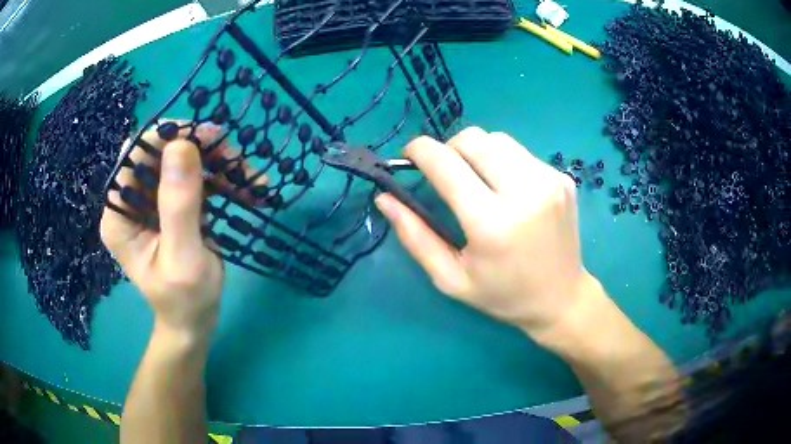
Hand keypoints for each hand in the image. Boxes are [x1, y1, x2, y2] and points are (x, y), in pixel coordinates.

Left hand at [100, 123, 263, 337]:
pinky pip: (196, 178)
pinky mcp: (173, 205)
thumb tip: (181, 144)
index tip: (207, 137)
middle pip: (160, 154)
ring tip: (250, 177)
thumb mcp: (183, 257)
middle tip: (234, 154)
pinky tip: (248, 188)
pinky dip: (223, 179)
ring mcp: (152, 202)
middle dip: (199, 149)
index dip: (167, 138)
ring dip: (217, 163)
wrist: (195, 322)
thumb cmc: (185, 300)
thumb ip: (178, 205)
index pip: (134, 157)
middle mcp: (131, 202)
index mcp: (120, 215)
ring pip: (182, 162)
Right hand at [376, 127, 597, 340]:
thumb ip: (415, 237)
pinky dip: (503, 161)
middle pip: (472, 139)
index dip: (419, 151)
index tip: (409, 156)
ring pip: (497, 139)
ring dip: (476, 152)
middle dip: (448, 148)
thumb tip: (385, 198)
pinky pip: (520, 152)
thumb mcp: (451, 279)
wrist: (562, 298)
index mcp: (492, 223)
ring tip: (477, 181)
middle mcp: (525, 192)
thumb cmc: (503, 296)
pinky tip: (507, 189)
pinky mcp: (562, 178)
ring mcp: (549, 180)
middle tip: (444, 173)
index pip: (446, 164)